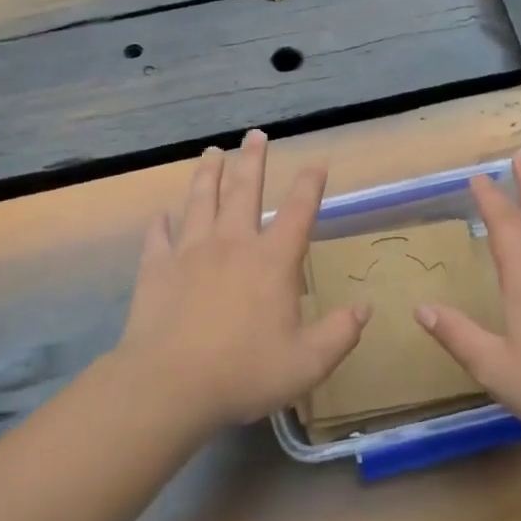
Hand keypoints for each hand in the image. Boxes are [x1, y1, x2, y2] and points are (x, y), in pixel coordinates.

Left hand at [115, 130, 369, 430]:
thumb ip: (340, 333)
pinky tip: (161, 214)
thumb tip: (365, 308)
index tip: (316, 162)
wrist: (170, 385)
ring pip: (201, 200)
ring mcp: (189, 252)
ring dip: (208, 174)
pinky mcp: (156, 268)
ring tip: (212, 152)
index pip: (298, 211)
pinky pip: (158, 237)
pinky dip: (161, 223)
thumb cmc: (244, 373)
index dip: (310, 184)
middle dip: (253, 160)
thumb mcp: (308, 363)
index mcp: (271, 261)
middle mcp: (231, 244)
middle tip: (255, 135)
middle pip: (244, 190)